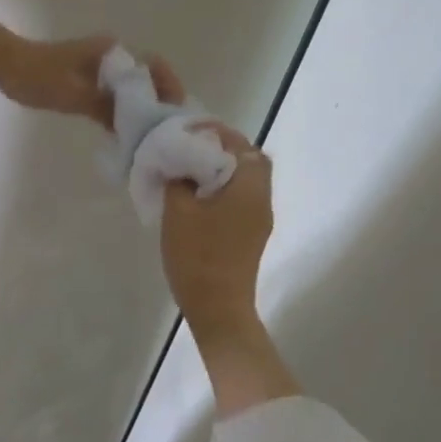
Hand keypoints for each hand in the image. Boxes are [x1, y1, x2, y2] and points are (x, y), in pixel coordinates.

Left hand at [0, 33, 183, 129]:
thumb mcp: (74, 96)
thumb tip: (138, 127)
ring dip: (142, 109)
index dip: (169, 87)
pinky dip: (123, 110)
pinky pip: (115, 95)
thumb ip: (108, 109)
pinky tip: (127, 132)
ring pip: (132, 89)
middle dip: (160, 102)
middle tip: (167, 132)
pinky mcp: (88, 79)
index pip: (154, 66)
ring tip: (152, 136)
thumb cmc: (37, 76)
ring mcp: (100, 67)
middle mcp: (111, 55)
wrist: (4, 64)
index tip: (175, 112)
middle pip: (147, 78)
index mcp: (112, 51)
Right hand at [159, 125, 273, 343]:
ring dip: (222, 169)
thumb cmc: (198, 255)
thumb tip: (179, 163)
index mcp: (249, 188)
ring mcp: (260, 219)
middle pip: (250, 161)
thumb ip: (178, 179)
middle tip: (191, 147)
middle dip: (223, 149)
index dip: (218, 133)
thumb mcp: (178, 210)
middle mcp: (262, 199)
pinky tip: (197, 195)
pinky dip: (223, 187)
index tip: (190, 132)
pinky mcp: (252, 235)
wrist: (218, 309)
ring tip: (190, 169)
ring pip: (246, 180)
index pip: (243, 146)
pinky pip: (241, 198)